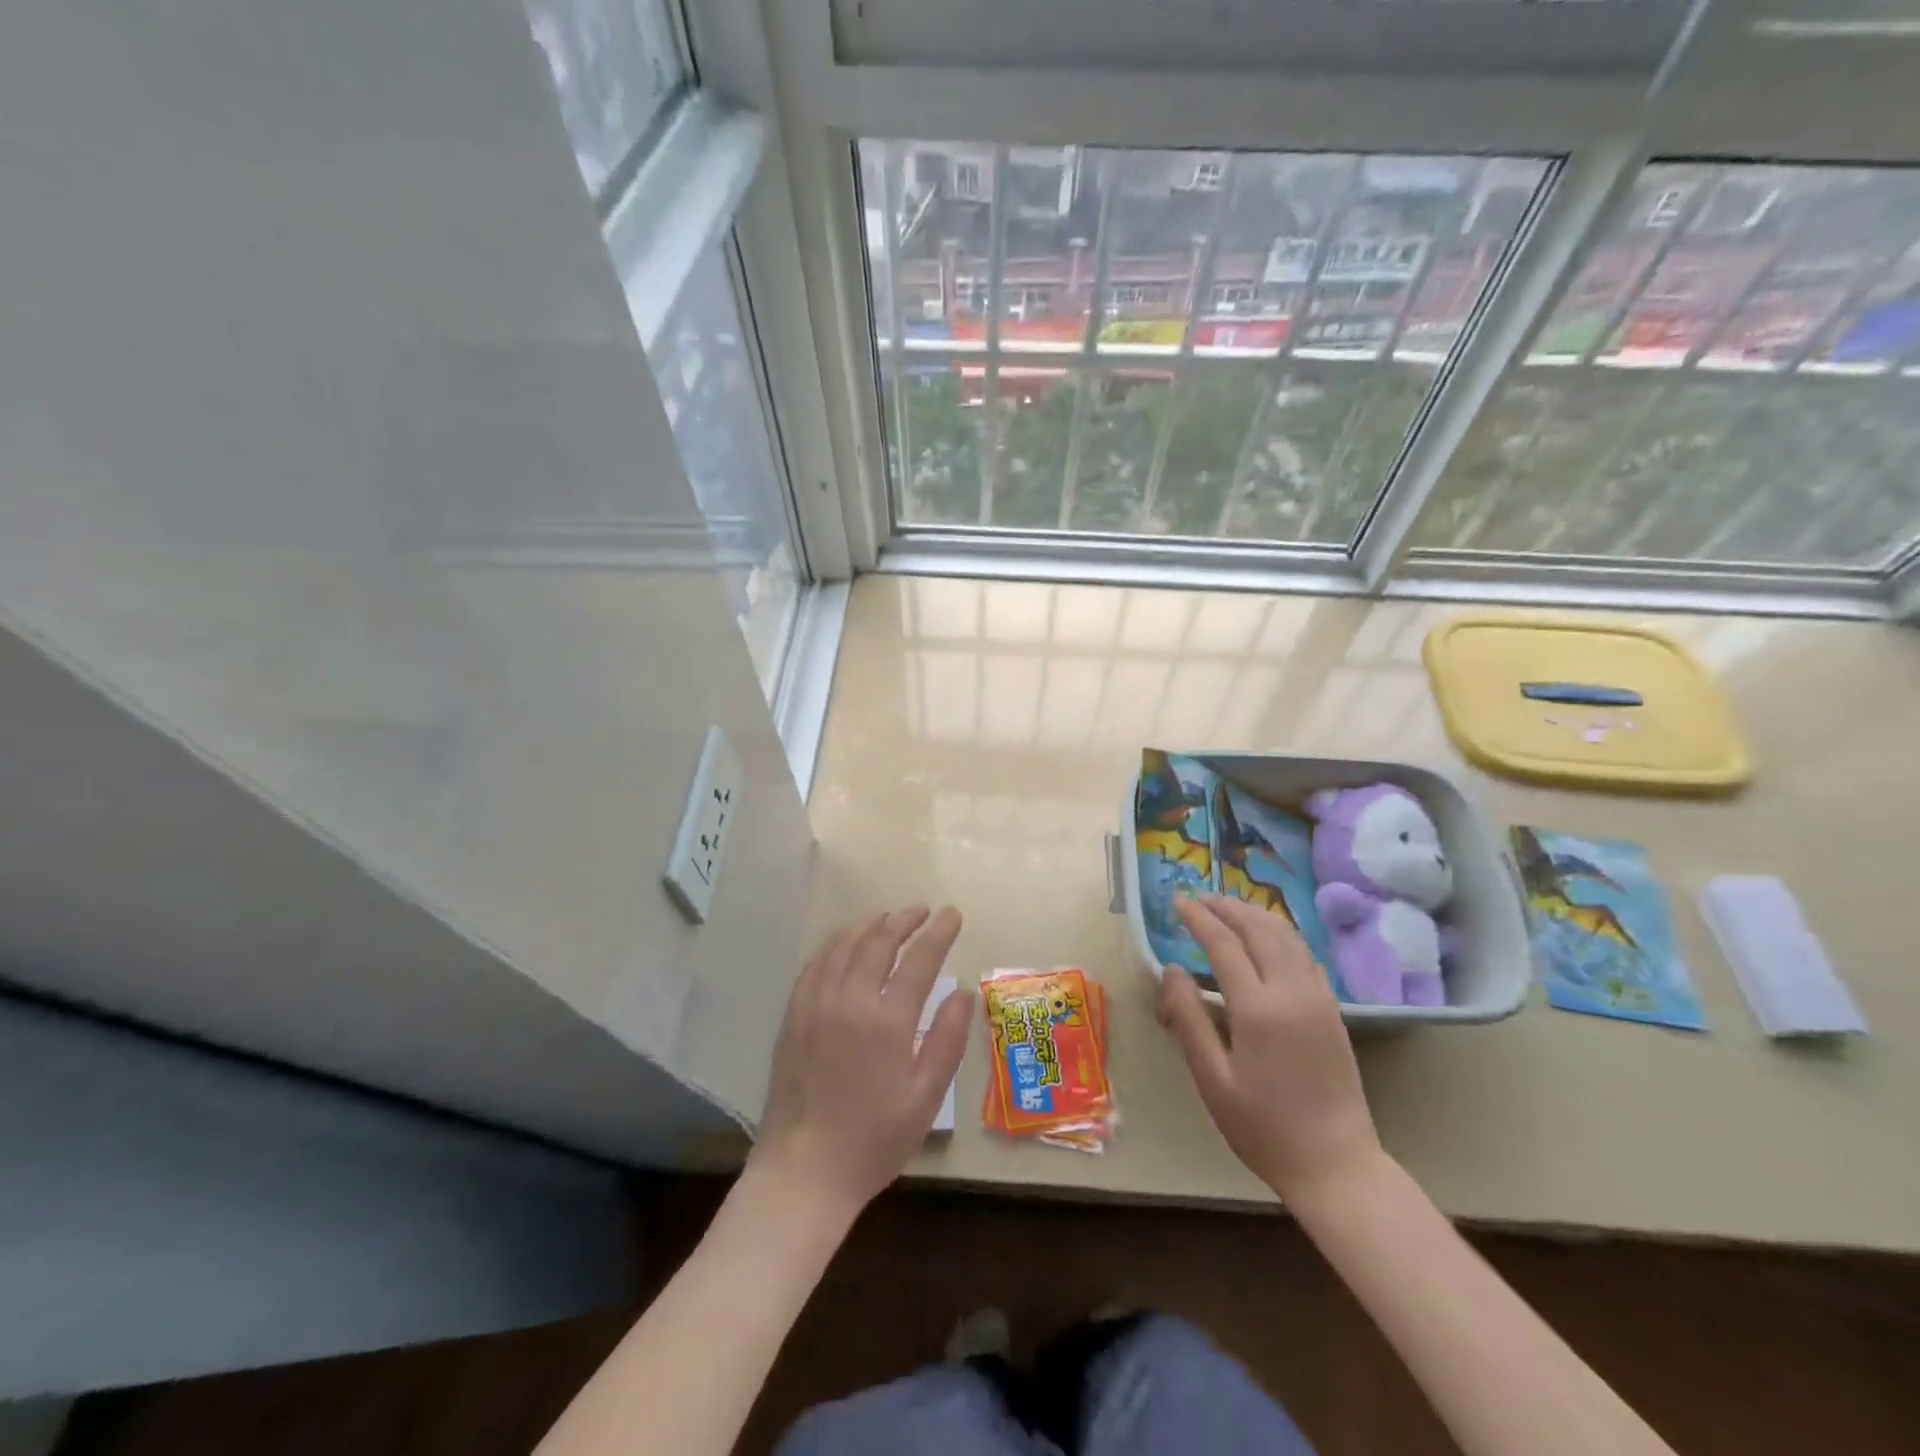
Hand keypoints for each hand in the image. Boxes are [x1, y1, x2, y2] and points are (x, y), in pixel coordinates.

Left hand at [748, 907, 971, 1222]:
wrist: (803, 1171)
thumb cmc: (874, 1139)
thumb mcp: (925, 1097)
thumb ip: (947, 1039)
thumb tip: (963, 992)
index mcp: (887, 1020)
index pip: (919, 960)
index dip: (939, 933)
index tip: (953, 914)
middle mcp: (849, 1000)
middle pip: (878, 941)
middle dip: (903, 920)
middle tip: (922, 910)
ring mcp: (815, 1004)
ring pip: (843, 945)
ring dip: (868, 925)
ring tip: (886, 917)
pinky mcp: (793, 1015)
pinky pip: (816, 963)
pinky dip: (835, 944)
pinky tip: (844, 945)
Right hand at [1159, 895, 1382, 1203]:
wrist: (1336, 1165)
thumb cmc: (1263, 1127)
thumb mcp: (1211, 1079)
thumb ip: (1188, 1018)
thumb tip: (1171, 969)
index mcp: (1258, 1009)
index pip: (1223, 944)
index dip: (1198, 918)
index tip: (1177, 901)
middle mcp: (1292, 992)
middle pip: (1258, 929)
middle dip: (1226, 907)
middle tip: (1199, 897)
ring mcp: (1318, 998)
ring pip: (1286, 936)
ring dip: (1254, 914)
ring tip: (1227, 907)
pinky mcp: (1333, 1009)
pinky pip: (1304, 954)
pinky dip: (1280, 933)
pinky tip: (1266, 937)